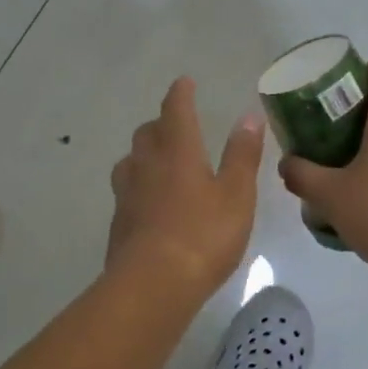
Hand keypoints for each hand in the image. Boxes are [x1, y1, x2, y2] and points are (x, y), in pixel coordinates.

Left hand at [107, 78, 265, 296]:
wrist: (152, 286)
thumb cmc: (203, 235)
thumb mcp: (236, 194)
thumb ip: (242, 155)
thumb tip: (248, 116)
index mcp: (177, 151)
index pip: (176, 110)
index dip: (180, 94)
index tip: (184, 82)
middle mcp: (147, 164)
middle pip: (148, 133)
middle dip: (161, 123)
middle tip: (176, 124)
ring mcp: (127, 194)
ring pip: (131, 161)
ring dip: (145, 153)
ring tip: (159, 160)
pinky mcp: (119, 223)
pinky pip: (127, 191)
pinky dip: (139, 185)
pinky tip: (149, 202)